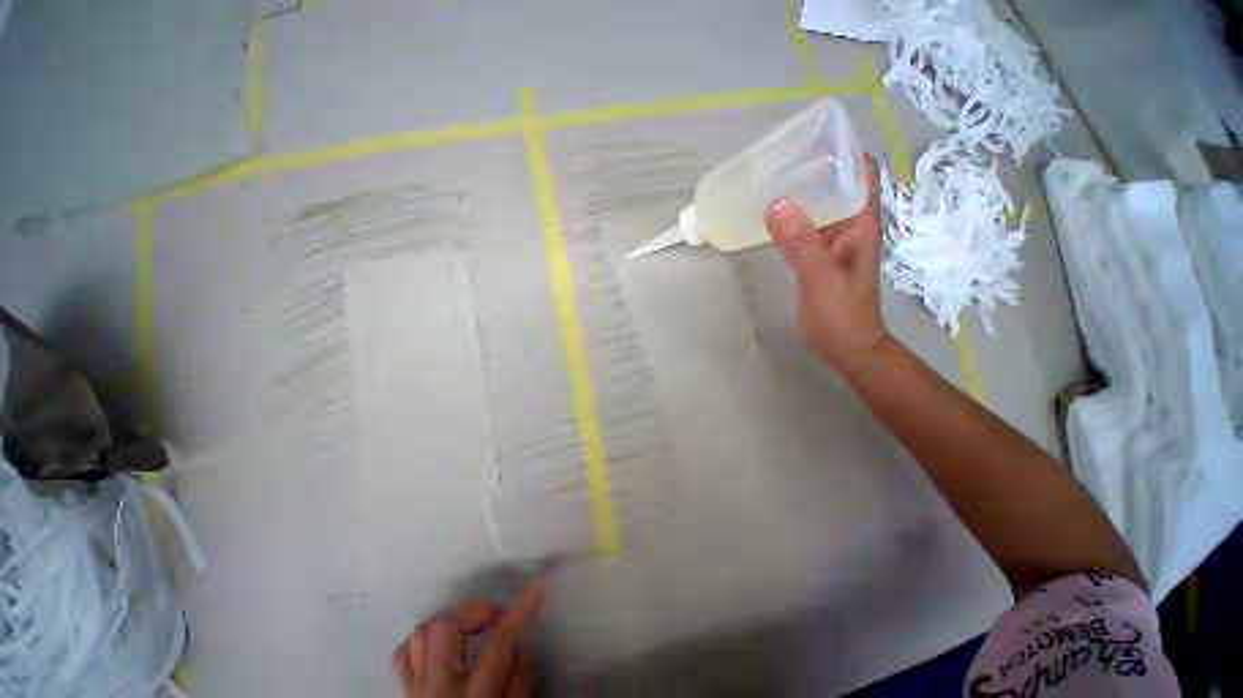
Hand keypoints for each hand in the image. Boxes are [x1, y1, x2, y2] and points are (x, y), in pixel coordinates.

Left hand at [392, 578, 548, 696]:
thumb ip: (518, 681)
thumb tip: (518, 643)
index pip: (498, 644)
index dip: (521, 610)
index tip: (538, 588)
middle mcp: (439, 690)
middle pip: (446, 629)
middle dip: (476, 611)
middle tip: (496, 618)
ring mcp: (417, 691)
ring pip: (422, 634)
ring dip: (451, 621)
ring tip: (472, 628)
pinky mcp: (406, 695)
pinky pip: (405, 655)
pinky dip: (424, 640)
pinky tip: (442, 646)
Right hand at [764, 155, 888, 374]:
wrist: (846, 347)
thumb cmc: (841, 315)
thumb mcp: (820, 278)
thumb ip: (801, 243)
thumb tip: (777, 203)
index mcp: (861, 222)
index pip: (860, 172)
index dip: (842, 150)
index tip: (811, 138)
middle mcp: (850, 225)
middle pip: (836, 184)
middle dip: (812, 167)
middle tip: (777, 159)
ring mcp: (833, 241)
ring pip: (819, 205)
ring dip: (799, 192)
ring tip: (768, 182)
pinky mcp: (817, 256)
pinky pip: (805, 227)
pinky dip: (790, 218)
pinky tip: (770, 218)